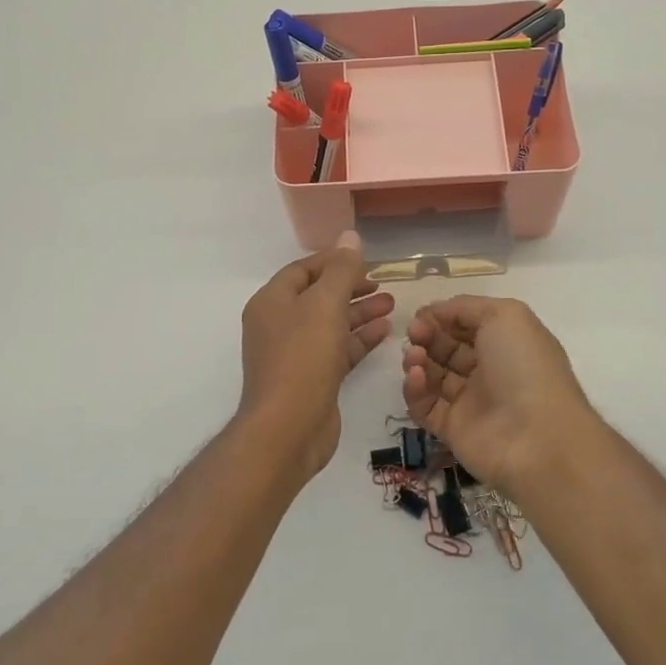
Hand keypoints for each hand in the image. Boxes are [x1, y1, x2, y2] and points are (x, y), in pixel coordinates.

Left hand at [239, 231, 394, 475]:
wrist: (288, 429)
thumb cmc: (303, 357)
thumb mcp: (325, 304)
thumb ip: (341, 270)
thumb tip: (350, 235)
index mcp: (272, 301)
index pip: (304, 269)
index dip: (334, 261)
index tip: (366, 260)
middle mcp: (279, 324)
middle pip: (318, 295)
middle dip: (351, 287)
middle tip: (383, 284)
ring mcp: (295, 353)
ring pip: (331, 323)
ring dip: (359, 312)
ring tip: (392, 304)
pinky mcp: (312, 378)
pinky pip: (337, 349)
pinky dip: (359, 338)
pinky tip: (385, 331)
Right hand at [401, 296, 597, 493]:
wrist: (536, 438)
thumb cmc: (524, 366)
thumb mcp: (505, 316)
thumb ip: (466, 307)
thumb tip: (435, 312)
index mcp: (505, 342)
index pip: (466, 324)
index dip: (442, 316)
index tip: (421, 315)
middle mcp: (488, 369)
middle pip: (446, 347)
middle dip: (426, 336)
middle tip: (414, 334)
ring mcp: (470, 401)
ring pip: (433, 375)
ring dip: (417, 360)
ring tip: (414, 356)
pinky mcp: (452, 429)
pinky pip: (425, 406)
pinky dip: (415, 389)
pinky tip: (417, 378)